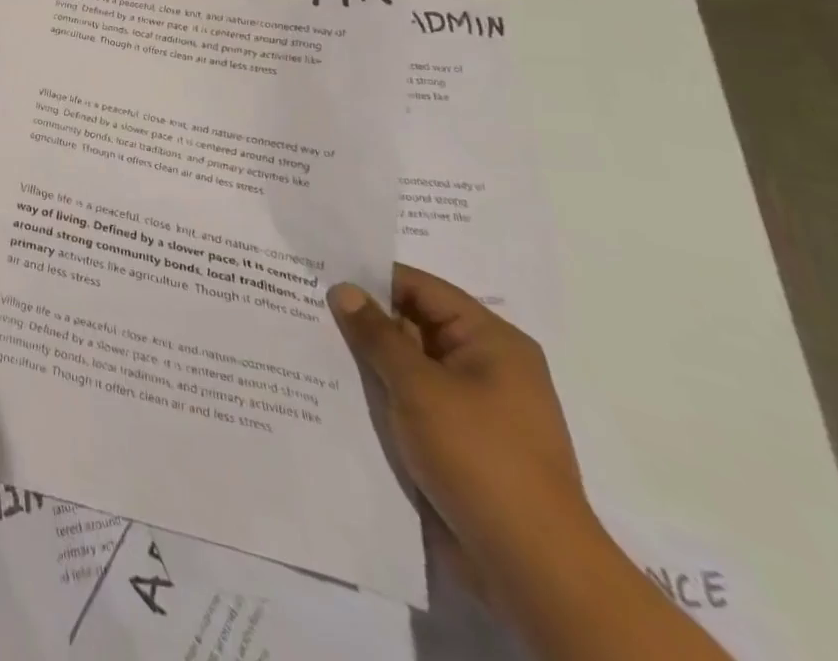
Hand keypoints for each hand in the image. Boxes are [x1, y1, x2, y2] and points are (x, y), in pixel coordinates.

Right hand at [329, 266, 595, 597]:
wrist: (532, 565)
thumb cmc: (479, 456)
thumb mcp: (418, 386)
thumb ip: (376, 334)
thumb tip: (343, 290)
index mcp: (492, 341)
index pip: (421, 288)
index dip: (371, 278)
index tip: (319, 273)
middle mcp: (488, 365)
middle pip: (415, 324)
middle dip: (365, 319)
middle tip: (304, 305)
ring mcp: (477, 406)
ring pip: (411, 364)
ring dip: (370, 359)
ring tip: (311, 343)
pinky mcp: (463, 440)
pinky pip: (415, 399)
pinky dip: (383, 391)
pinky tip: (339, 389)